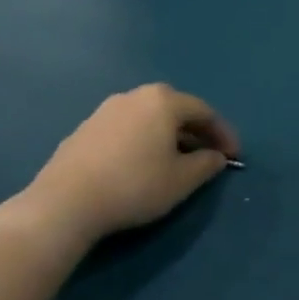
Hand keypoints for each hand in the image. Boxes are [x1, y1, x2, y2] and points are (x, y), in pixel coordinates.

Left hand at [20, 84, 239, 244]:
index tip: (234, 157)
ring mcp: (105, 111)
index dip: (223, 134)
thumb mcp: (183, 180)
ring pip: (148, 118)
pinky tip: (140, 166)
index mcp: (163, 101)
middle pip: (175, 110)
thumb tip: (216, 156)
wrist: (65, 203)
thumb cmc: (135, 185)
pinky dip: (142, 142)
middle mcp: (134, 96)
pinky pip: (125, 130)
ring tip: (174, 162)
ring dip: (167, 136)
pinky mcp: (83, 130)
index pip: (205, 112)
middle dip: (196, 131)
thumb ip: (207, 164)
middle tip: (207, 154)